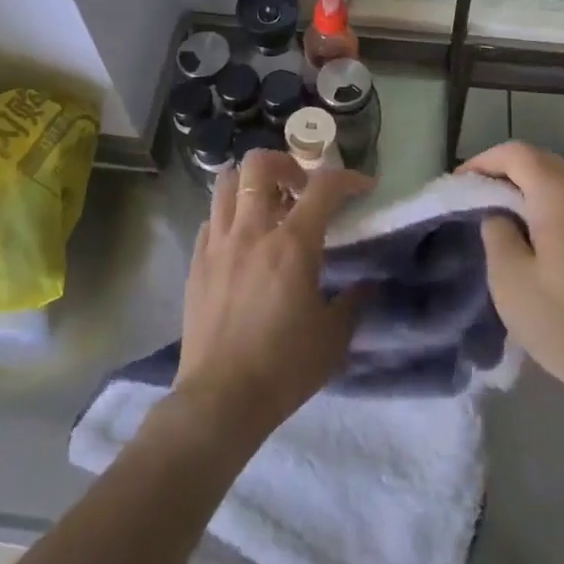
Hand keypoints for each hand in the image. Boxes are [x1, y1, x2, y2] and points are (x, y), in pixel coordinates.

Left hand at [172, 150, 370, 447]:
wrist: (221, 399)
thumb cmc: (284, 367)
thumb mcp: (333, 337)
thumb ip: (353, 303)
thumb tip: (366, 287)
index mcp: (292, 244)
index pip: (324, 187)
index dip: (348, 178)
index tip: (362, 186)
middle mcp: (252, 231)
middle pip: (260, 165)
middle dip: (286, 163)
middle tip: (301, 187)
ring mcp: (218, 244)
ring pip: (227, 183)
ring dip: (252, 183)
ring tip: (268, 204)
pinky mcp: (196, 262)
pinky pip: (212, 219)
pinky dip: (230, 215)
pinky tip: (242, 239)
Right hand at [460, 141, 563, 414]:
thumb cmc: (563, 322)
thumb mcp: (509, 277)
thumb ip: (496, 230)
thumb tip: (499, 213)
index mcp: (560, 196)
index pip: (517, 153)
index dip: (484, 162)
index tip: (460, 184)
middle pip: (541, 161)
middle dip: (505, 170)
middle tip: (476, 196)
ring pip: (561, 180)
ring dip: (528, 187)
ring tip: (500, 214)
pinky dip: (548, 204)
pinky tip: (535, 235)